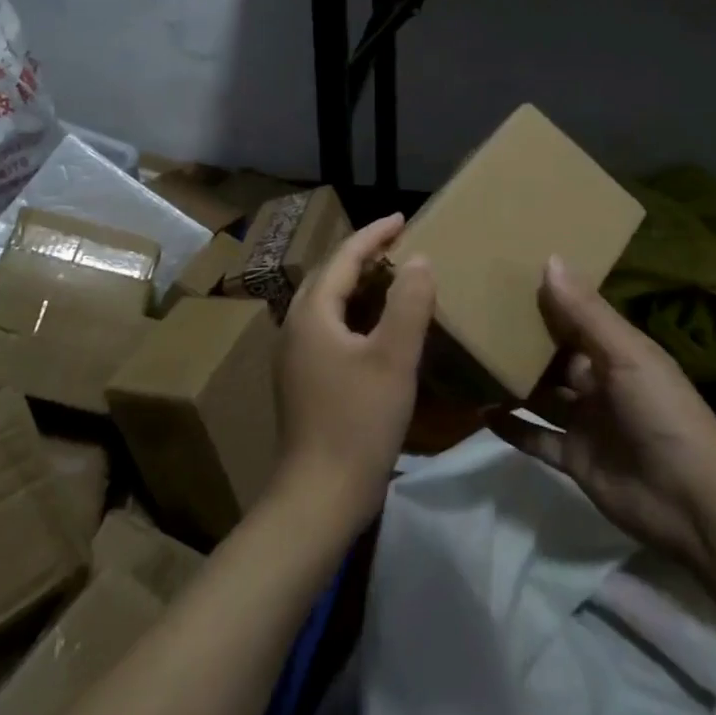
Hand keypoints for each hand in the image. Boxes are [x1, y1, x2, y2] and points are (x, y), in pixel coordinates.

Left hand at [273, 213, 434, 535]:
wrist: (320, 496)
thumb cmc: (358, 421)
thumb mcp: (393, 358)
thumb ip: (408, 303)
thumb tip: (419, 260)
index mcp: (312, 313)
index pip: (344, 257)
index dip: (374, 235)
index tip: (403, 218)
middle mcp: (296, 327)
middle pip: (331, 276)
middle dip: (364, 256)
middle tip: (399, 245)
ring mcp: (296, 356)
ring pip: (329, 304)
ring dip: (359, 285)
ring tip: (393, 279)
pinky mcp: (304, 381)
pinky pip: (330, 328)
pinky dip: (356, 314)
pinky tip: (378, 329)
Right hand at [495, 257, 715, 569]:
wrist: (693, 502)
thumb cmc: (662, 412)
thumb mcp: (626, 354)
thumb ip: (585, 312)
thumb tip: (550, 258)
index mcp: (617, 352)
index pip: (576, 319)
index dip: (548, 300)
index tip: (508, 277)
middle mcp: (599, 383)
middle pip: (555, 357)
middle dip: (524, 340)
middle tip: (478, 316)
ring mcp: (586, 422)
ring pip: (542, 395)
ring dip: (514, 381)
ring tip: (473, 359)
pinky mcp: (574, 459)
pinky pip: (536, 438)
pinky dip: (512, 427)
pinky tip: (481, 412)